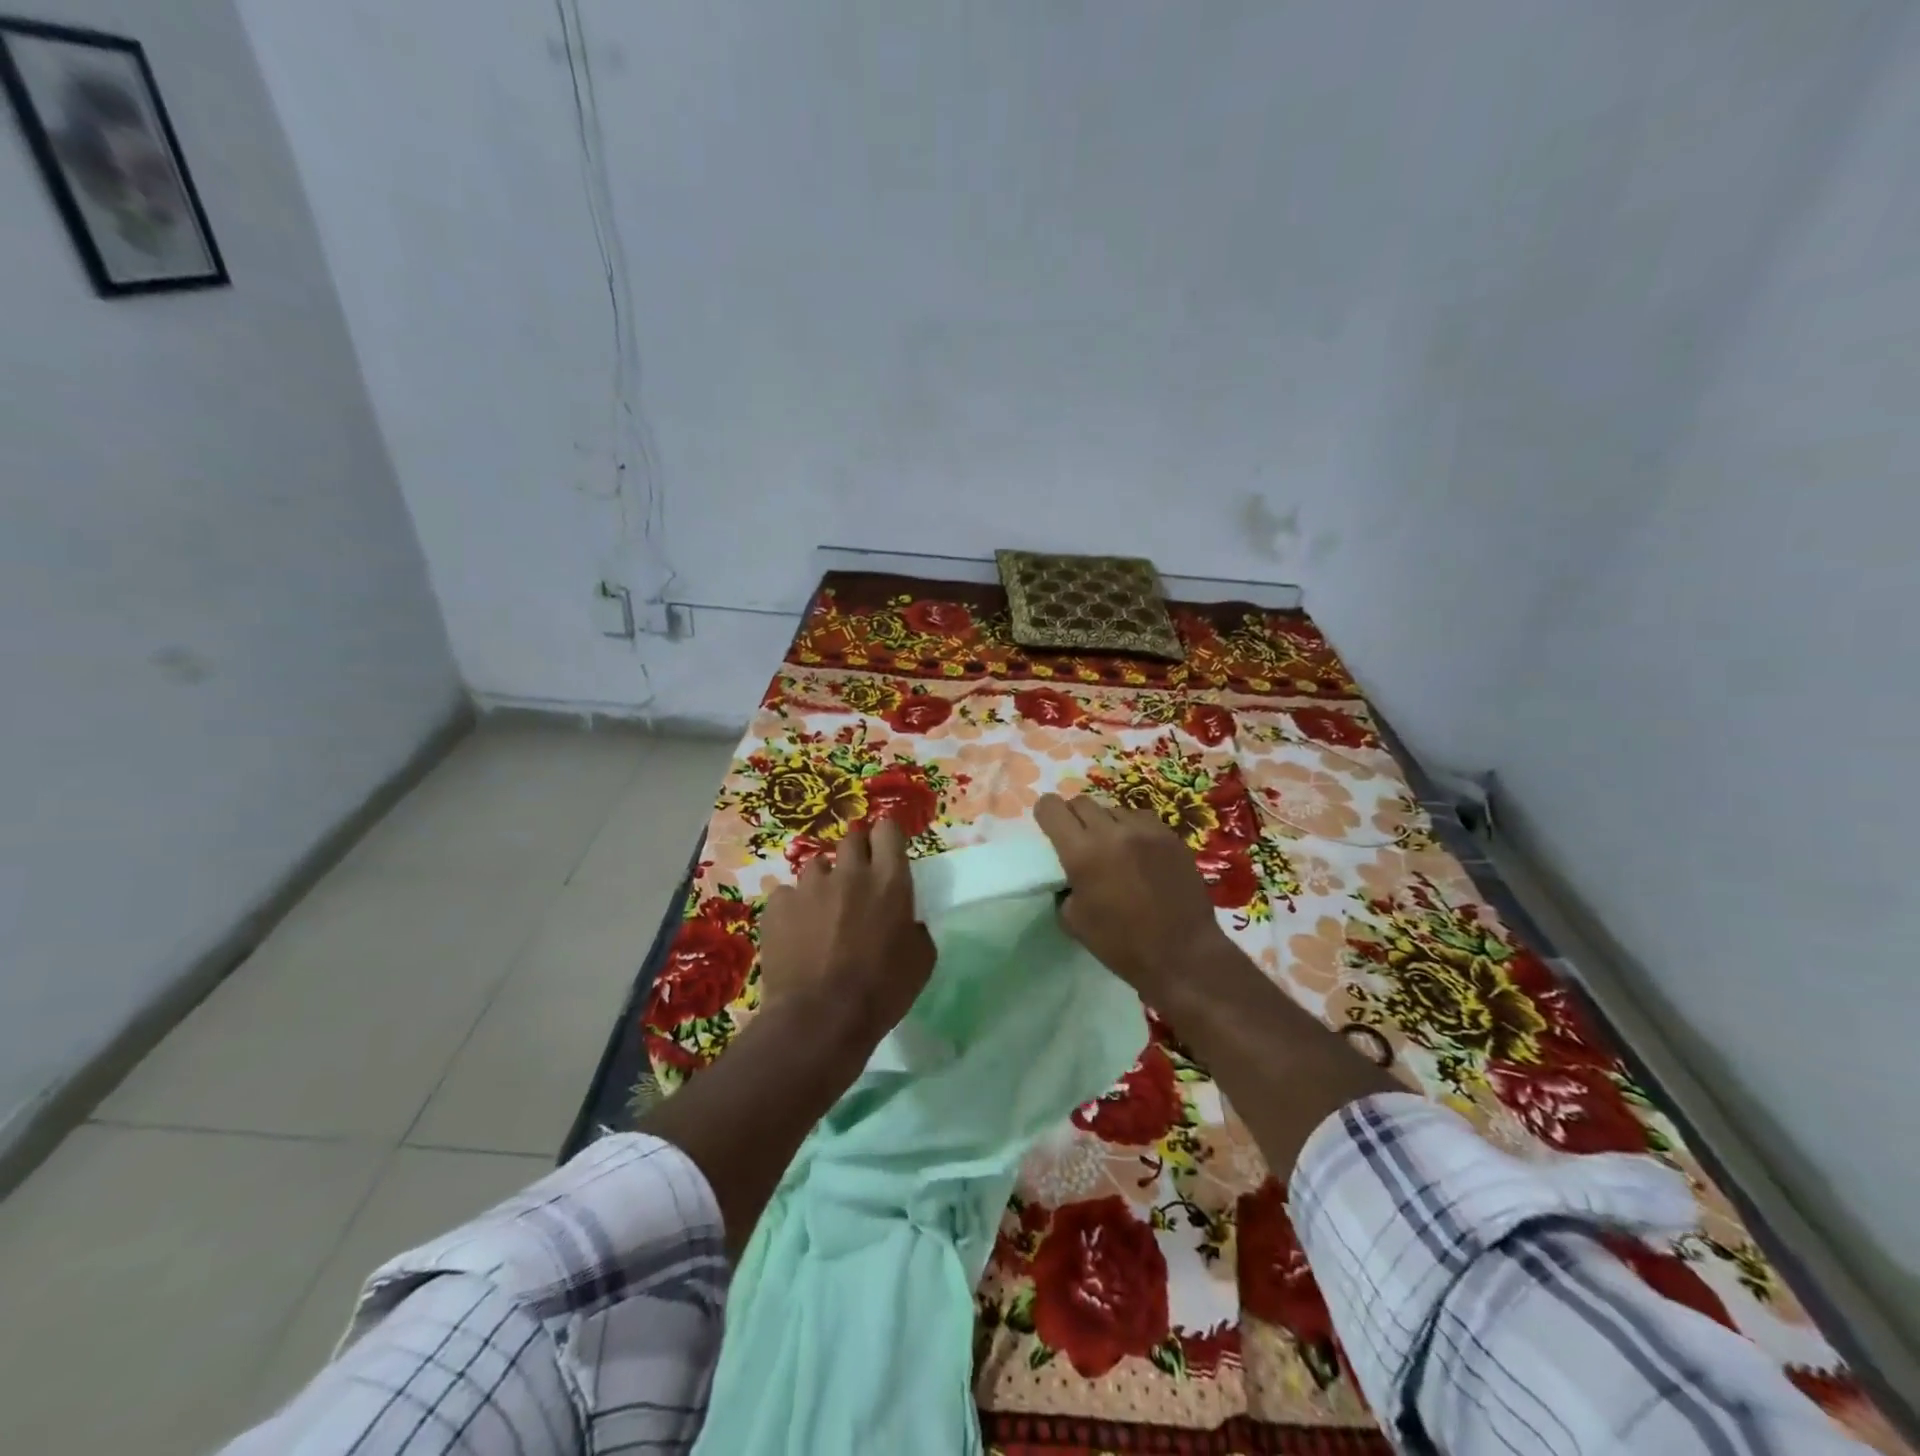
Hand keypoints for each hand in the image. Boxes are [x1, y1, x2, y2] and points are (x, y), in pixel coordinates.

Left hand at [757, 820, 935, 1042]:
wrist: (820, 1018)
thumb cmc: (881, 992)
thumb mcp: (921, 960)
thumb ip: (915, 928)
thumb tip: (907, 921)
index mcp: (889, 881)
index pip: (888, 830)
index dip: (886, 835)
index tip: (887, 848)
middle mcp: (850, 872)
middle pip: (852, 839)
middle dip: (857, 853)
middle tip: (858, 879)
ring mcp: (810, 886)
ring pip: (818, 866)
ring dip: (825, 881)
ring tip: (824, 909)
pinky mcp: (778, 904)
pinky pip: (788, 894)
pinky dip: (794, 907)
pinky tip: (796, 930)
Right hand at [1035, 792, 1229, 1002]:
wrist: (1182, 954)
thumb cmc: (1121, 944)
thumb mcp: (1073, 920)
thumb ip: (1065, 885)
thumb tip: (1069, 873)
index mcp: (1082, 852)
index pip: (1052, 807)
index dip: (1045, 813)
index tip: (1048, 826)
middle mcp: (1112, 831)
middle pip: (1081, 802)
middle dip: (1073, 817)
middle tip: (1078, 839)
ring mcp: (1145, 830)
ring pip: (1113, 808)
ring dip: (1105, 823)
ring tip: (1112, 848)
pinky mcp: (1170, 835)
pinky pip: (1141, 819)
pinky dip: (1132, 829)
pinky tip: (1138, 852)